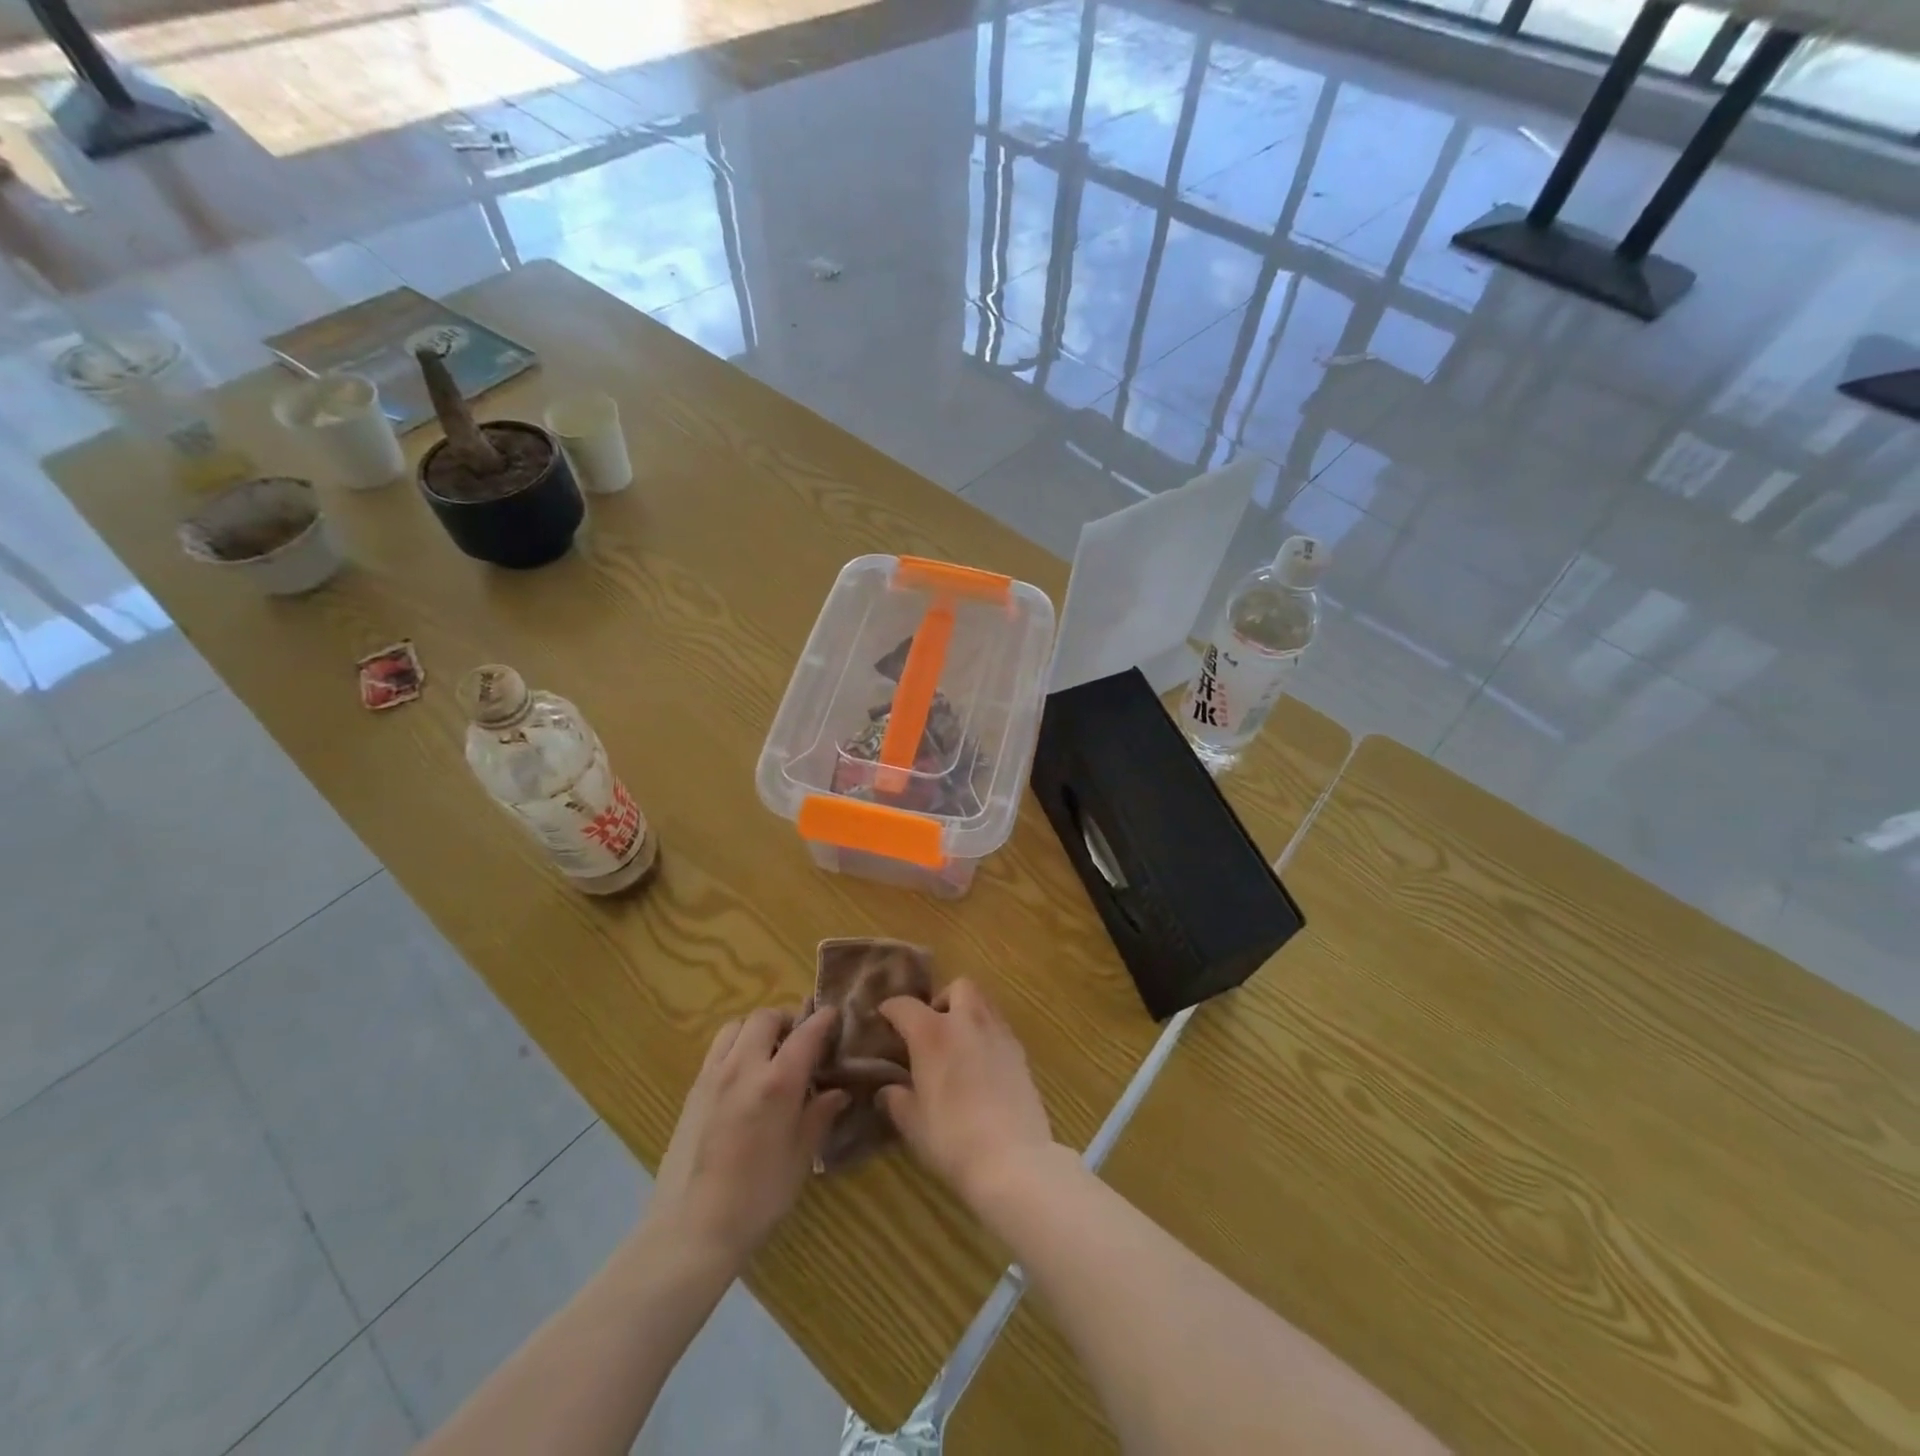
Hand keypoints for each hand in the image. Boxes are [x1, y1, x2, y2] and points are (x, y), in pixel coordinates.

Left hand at [647, 1006, 849, 1269]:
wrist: (690, 1231)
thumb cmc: (756, 1199)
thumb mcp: (800, 1158)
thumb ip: (819, 1116)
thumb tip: (838, 1092)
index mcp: (777, 1082)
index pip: (807, 1033)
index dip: (824, 1020)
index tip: (835, 1016)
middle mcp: (744, 1067)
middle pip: (765, 1018)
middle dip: (787, 1020)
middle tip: (801, 1041)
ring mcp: (713, 1076)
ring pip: (736, 1026)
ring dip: (757, 1029)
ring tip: (769, 1053)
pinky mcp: (693, 1090)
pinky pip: (717, 1049)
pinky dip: (735, 1046)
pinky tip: (744, 1076)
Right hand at [876, 980, 1056, 1206]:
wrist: (1013, 1158)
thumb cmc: (952, 1139)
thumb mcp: (912, 1123)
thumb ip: (896, 1099)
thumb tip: (888, 1090)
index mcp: (932, 1033)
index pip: (905, 1006)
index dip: (890, 1009)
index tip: (883, 1017)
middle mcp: (967, 1022)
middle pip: (958, 987)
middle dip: (942, 999)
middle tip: (932, 1028)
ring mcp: (998, 1033)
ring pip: (983, 1003)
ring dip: (968, 1013)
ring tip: (958, 1044)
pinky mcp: (1020, 1052)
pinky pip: (999, 1027)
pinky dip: (986, 1034)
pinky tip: (981, 1064)